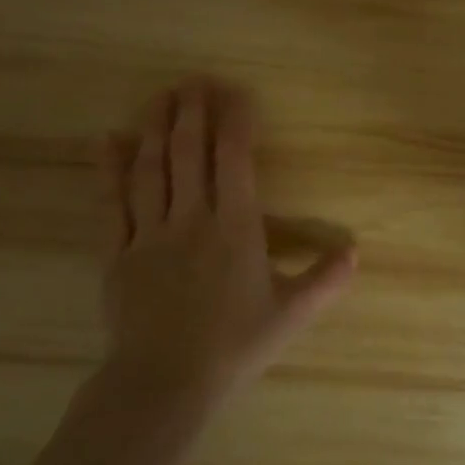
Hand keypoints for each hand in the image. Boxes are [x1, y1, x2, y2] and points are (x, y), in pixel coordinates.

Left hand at [99, 77, 356, 413]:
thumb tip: (356, 250)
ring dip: (156, 129)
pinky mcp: (118, 254)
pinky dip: (109, 170)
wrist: (163, 384)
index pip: (236, 161)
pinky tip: (108, 141)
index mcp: (236, 228)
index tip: (237, 94)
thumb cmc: (234, 346)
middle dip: (193, 112)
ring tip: (160, 96)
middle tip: (193, 81)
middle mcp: (192, 219)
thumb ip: (325, 279)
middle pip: (191, 154)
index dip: (236, 123)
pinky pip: (112, 204)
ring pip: (152, 170)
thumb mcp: (291, 314)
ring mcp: (150, 234)